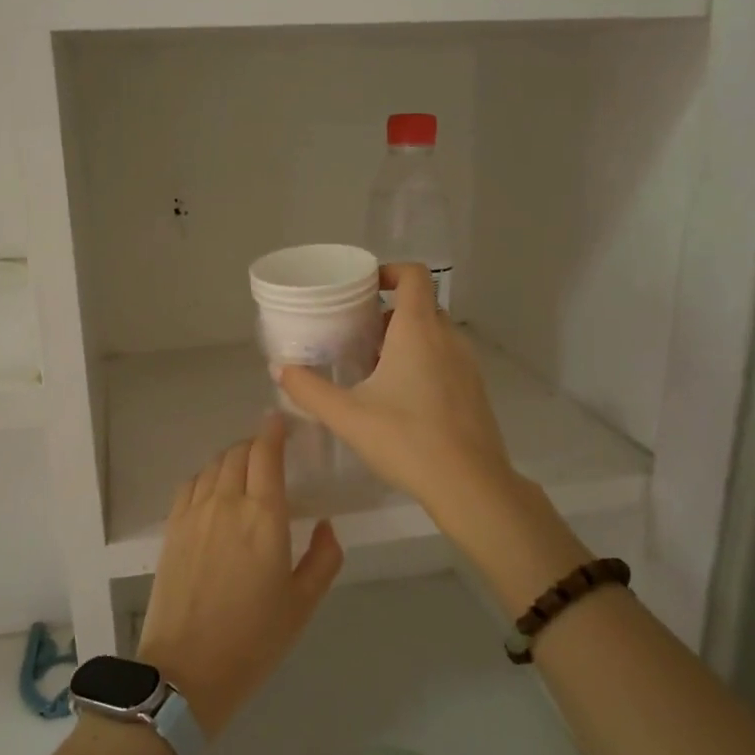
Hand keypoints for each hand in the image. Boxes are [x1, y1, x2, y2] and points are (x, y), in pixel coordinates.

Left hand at [137, 414, 343, 739]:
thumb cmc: (254, 639)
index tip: (280, 419)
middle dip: (256, 444)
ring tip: (244, 469)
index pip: (266, 453)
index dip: (273, 430)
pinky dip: (207, 476)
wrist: (186, 671)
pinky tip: (214, 490)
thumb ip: (324, 557)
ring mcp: (194, 513)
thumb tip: (325, 524)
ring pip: (213, 465)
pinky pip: (190, 485)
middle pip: (238, 453)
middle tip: (270, 452)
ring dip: (232, 458)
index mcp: (264, 517)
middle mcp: (227, 503)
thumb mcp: (303, 604)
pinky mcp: (172, 528)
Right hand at [276, 263, 579, 610]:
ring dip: (405, 339)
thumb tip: (280, 370)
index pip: (413, 275)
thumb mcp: (348, 416)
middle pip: (420, 305)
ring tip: (373, 368)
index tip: (363, 289)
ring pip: (434, 334)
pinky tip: (400, 398)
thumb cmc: (406, 439)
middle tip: (356, 335)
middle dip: (388, 313)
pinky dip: (423, 362)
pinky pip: (445, 358)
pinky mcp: (474, 390)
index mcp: (418, 330)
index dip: (388, 271)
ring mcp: (467, 364)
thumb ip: (309, 390)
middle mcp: (447, 338)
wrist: (469, 484)